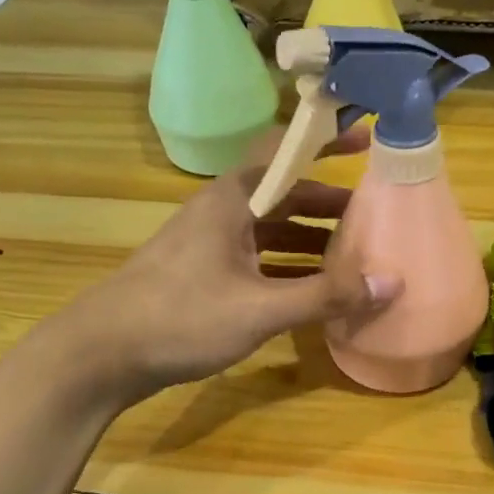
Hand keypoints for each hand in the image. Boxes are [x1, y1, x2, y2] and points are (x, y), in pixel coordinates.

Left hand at [48, 145, 400, 403]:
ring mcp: (209, 246)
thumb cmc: (181, 317)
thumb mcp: (259, 309)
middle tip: (374, 216)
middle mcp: (221, 213)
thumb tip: (391, 282)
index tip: (367, 139)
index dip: (326, 141)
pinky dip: (287, 268)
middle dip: (328, 204)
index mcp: (232, 200)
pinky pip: (257, 260)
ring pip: (270, 231)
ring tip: (354, 256)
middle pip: (283, 195)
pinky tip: (311, 292)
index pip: (285, 150)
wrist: (102, 354)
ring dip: (310, 240)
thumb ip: (324, 296)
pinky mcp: (203, 276)